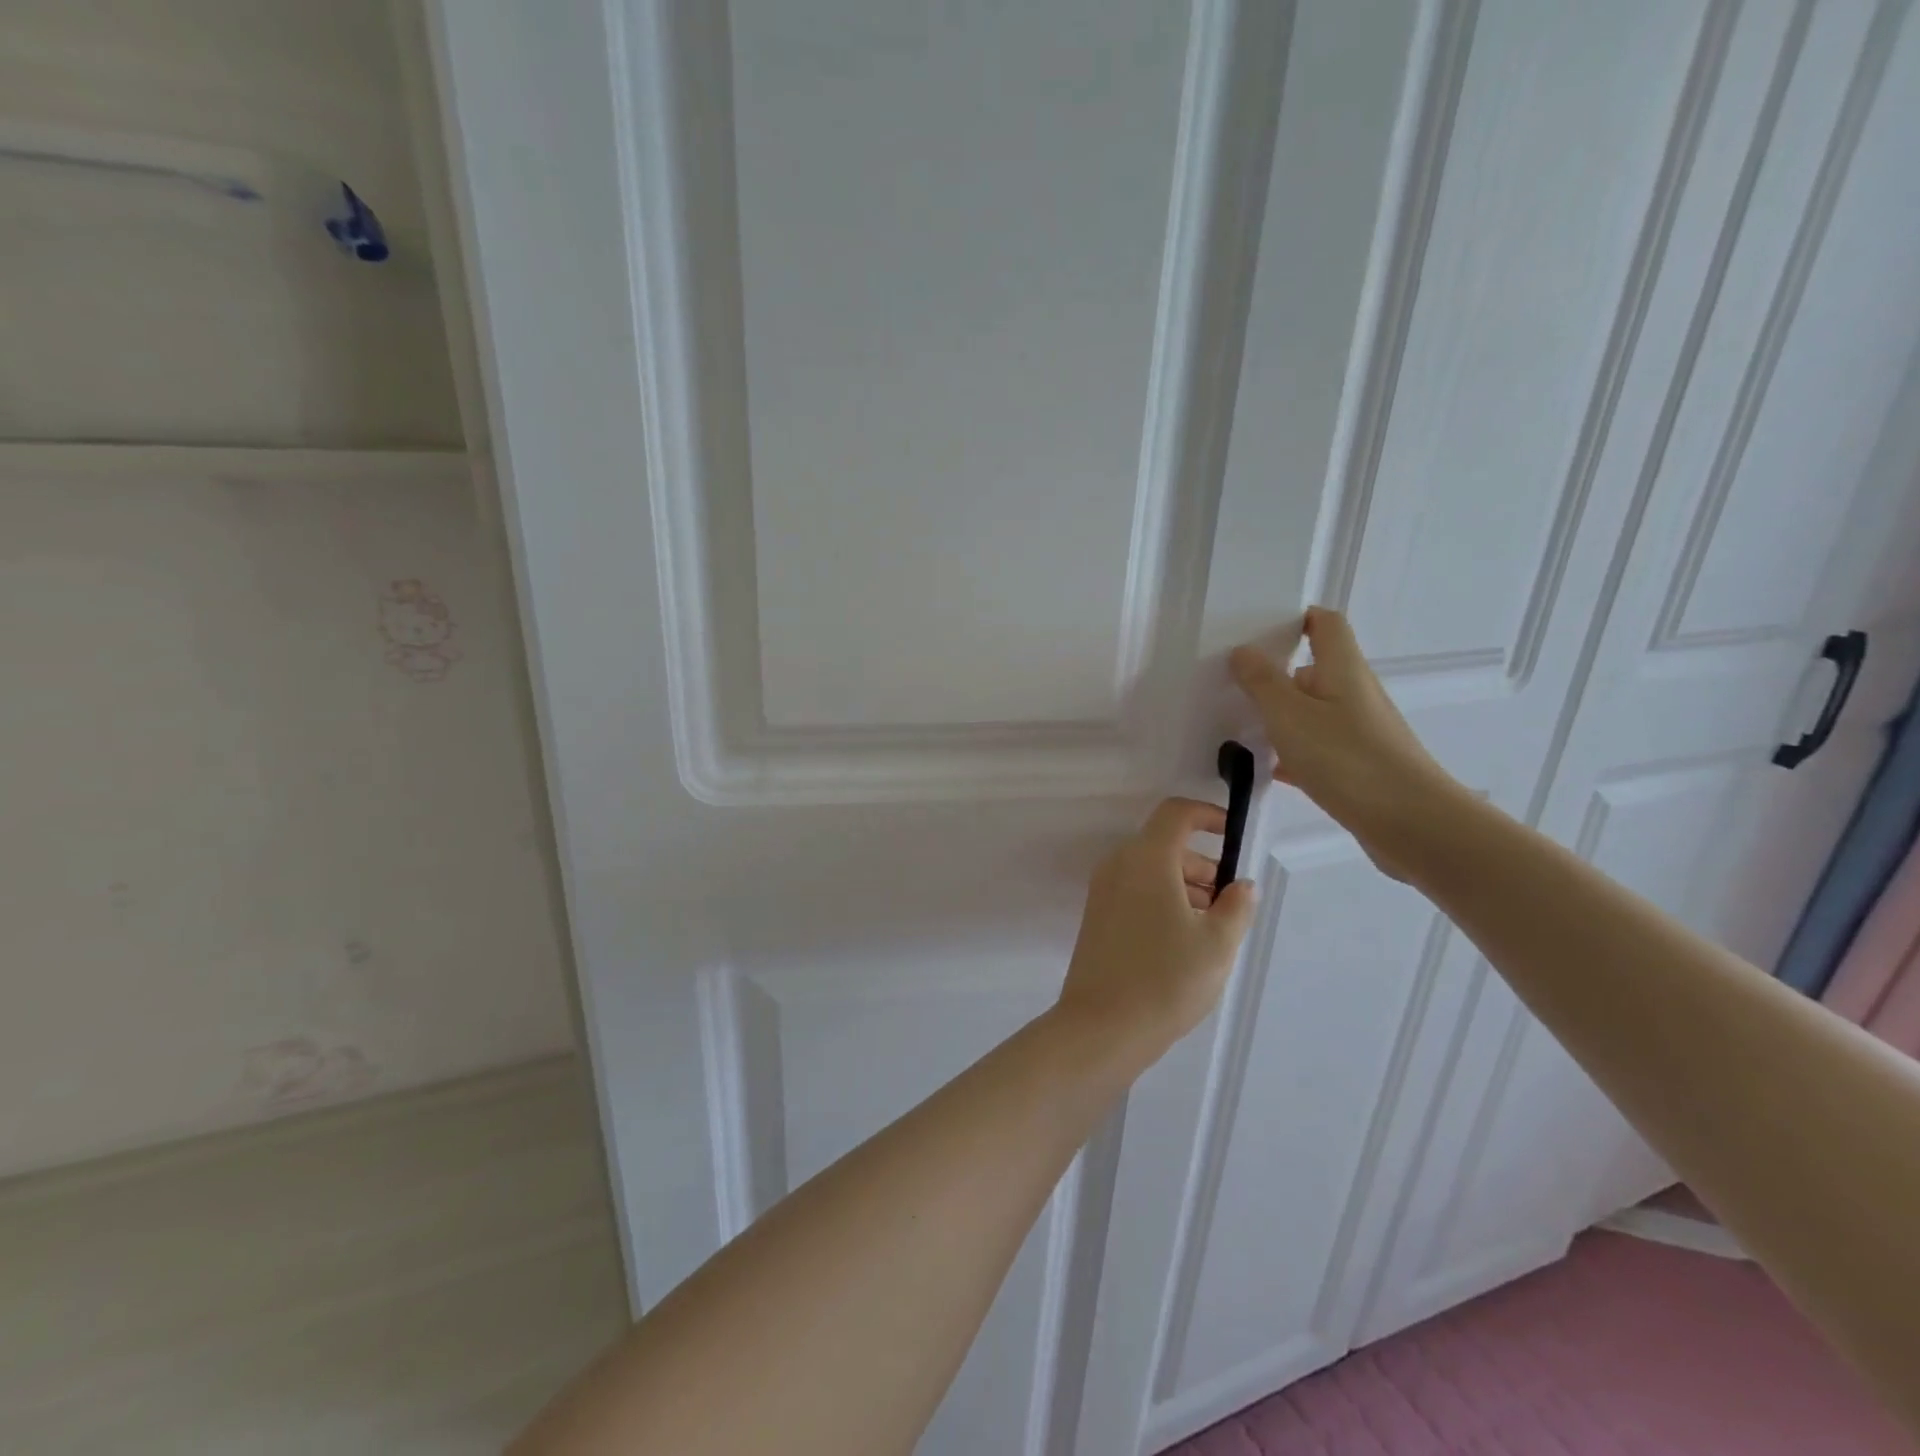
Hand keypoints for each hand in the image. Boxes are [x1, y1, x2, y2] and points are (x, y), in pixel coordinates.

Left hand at [1055, 798, 1257, 1063]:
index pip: (1176, 813)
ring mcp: (1103, 892)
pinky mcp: (1097, 917)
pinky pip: (1136, 892)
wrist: (1101, 1027)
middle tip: (1231, 903)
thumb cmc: (1166, 979)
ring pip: (1151, 871)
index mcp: (1146, 858)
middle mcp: (1118, 865)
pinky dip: (1163, 900)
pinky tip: (1185, 941)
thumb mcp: (1217, 943)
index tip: (1234, 836)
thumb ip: (1237, 906)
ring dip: (1185, 886)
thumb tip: (1241, 885)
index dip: (1208, 815)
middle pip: (1165, 845)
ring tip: (1214, 928)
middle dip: (1203, 864)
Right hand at [1229, 607, 1457, 879]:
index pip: (1324, 624)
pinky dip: (1291, 752)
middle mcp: (1354, 694)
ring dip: (1279, 716)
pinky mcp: (1358, 766)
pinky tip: (1265, 768)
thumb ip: (1262, 682)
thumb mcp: (1290, 716)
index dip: (1296, 619)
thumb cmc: (1347, 759)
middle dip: (1274, 674)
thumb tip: (1243, 650)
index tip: (1256, 631)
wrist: (1411, 824)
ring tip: (1238, 725)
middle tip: (1231, 683)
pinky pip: (1317, 749)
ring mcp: (1359, 731)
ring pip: (1311, 712)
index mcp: (1342, 670)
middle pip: (1313, 669)